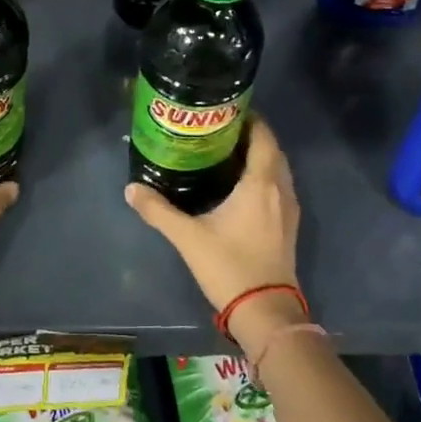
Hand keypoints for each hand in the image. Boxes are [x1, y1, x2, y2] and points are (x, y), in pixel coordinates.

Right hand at [125, 116, 300, 313]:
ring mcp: (289, 209)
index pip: (262, 136)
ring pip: (278, 169)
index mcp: (261, 183)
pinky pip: (279, 187)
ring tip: (227, 154)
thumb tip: (131, 189)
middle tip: (219, 131)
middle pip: (272, 149)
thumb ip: (158, 210)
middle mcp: (281, 189)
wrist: (266, 311)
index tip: (224, 111)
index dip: (248, 118)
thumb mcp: (188, 237)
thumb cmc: (229, 266)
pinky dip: (264, 177)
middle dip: (250, 135)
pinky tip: (240, 187)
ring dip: (259, 157)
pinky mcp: (288, 226)